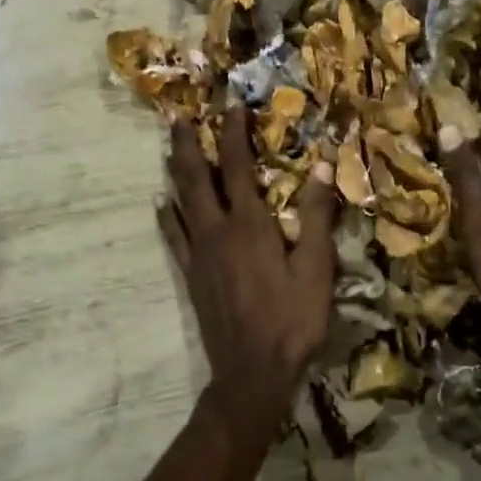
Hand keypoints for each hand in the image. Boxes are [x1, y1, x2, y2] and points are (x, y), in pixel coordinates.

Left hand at [159, 108, 336, 440]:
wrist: (252, 372)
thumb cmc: (292, 320)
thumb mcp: (316, 268)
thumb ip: (315, 216)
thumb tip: (320, 166)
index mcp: (249, 225)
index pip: (235, 167)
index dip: (232, 135)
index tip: (231, 108)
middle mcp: (216, 231)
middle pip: (195, 177)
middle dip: (187, 144)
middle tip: (178, 116)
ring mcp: (198, 253)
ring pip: (180, 201)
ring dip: (174, 171)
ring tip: (168, 147)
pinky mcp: (191, 275)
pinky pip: (173, 236)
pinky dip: (167, 214)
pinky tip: (161, 202)